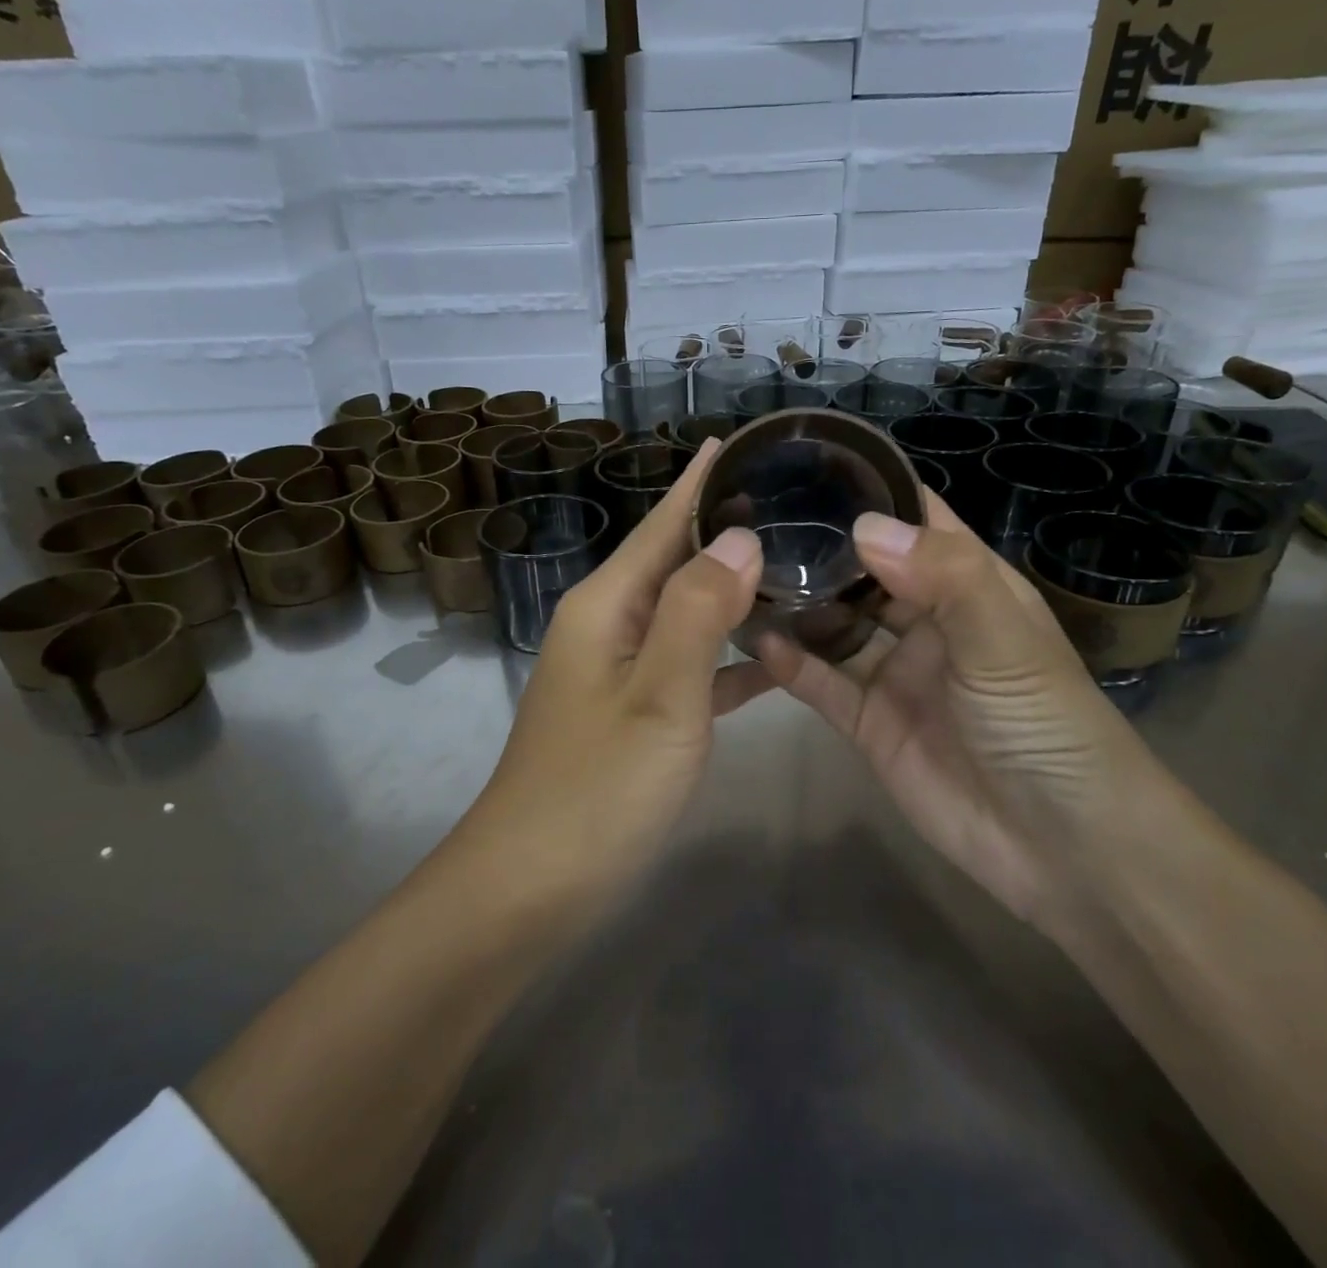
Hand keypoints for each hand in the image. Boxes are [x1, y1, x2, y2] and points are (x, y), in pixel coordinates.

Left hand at [460, 440, 771, 899]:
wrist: (530, 885)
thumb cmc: (596, 787)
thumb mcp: (660, 695)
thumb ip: (700, 611)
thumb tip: (739, 536)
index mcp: (607, 605)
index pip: (661, 524)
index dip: (698, 483)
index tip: (736, 442)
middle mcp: (608, 625)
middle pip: (673, 561)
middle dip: (724, 530)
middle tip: (791, 501)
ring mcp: (618, 672)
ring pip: (686, 614)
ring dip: (733, 592)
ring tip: (795, 567)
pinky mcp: (633, 714)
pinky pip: (689, 667)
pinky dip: (729, 657)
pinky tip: (776, 657)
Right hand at [755, 493, 1172, 931]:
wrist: (1063, 850)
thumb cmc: (1047, 727)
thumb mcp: (1005, 642)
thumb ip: (943, 578)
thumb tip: (863, 526)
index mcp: (969, 585)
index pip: (917, 520)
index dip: (872, 490)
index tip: (808, 463)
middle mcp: (927, 620)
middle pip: (865, 570)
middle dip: (819, 546)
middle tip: (753, 519)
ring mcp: (894, 671)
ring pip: (836, 624)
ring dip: (798, 603)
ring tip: (741, 573)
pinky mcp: (869, 721)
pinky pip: (822, 682)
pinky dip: (791, 663)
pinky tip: (756, 640)